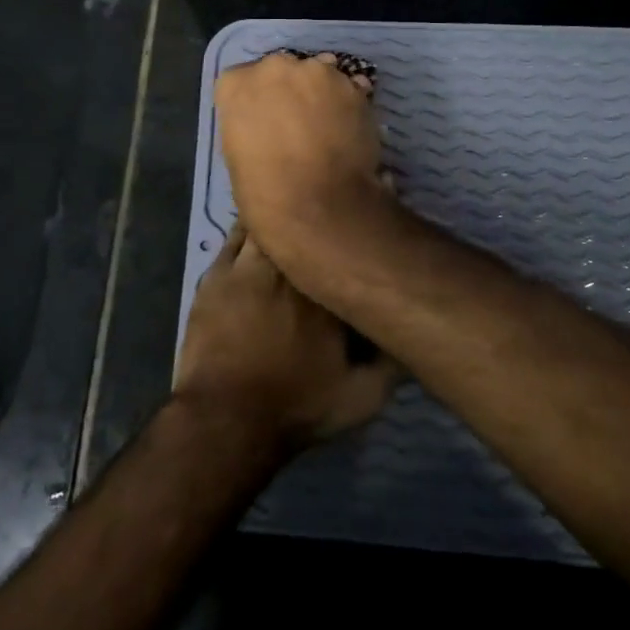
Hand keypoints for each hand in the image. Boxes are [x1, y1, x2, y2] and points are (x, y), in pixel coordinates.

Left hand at [174, 222, 398, 453]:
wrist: (227, 419)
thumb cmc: (297, 407)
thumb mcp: (362, 398)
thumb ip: (393, 363)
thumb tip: (411, 331)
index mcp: (331, 293)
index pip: (350, 249)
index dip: (358, 237)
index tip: (367, 227)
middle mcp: (293, 269)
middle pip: (309, 228)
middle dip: (321, 217)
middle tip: (331, 211)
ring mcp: (251, 268)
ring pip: (271, 224)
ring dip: (284, 218)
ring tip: (295, 214)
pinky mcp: (218, 274)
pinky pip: (235, 236)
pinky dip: (248, 226)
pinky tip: (257, 225)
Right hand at [213, 52, 383, 266]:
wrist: (316, 205)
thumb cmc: (263, 190)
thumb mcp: (236, 153)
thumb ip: (248, 123)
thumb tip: (267, 123)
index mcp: (236, 84)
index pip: (239, 80)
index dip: (253, 100)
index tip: (262, 120)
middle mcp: (274, 67)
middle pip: (280, 70)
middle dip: (287, 90)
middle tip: (296, 122)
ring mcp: (317, 72)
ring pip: (317, 74)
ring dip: (319, 93)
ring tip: (327, 126)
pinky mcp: (352, 86)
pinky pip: (348, 87)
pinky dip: (347, 102)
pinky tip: (348, 128)